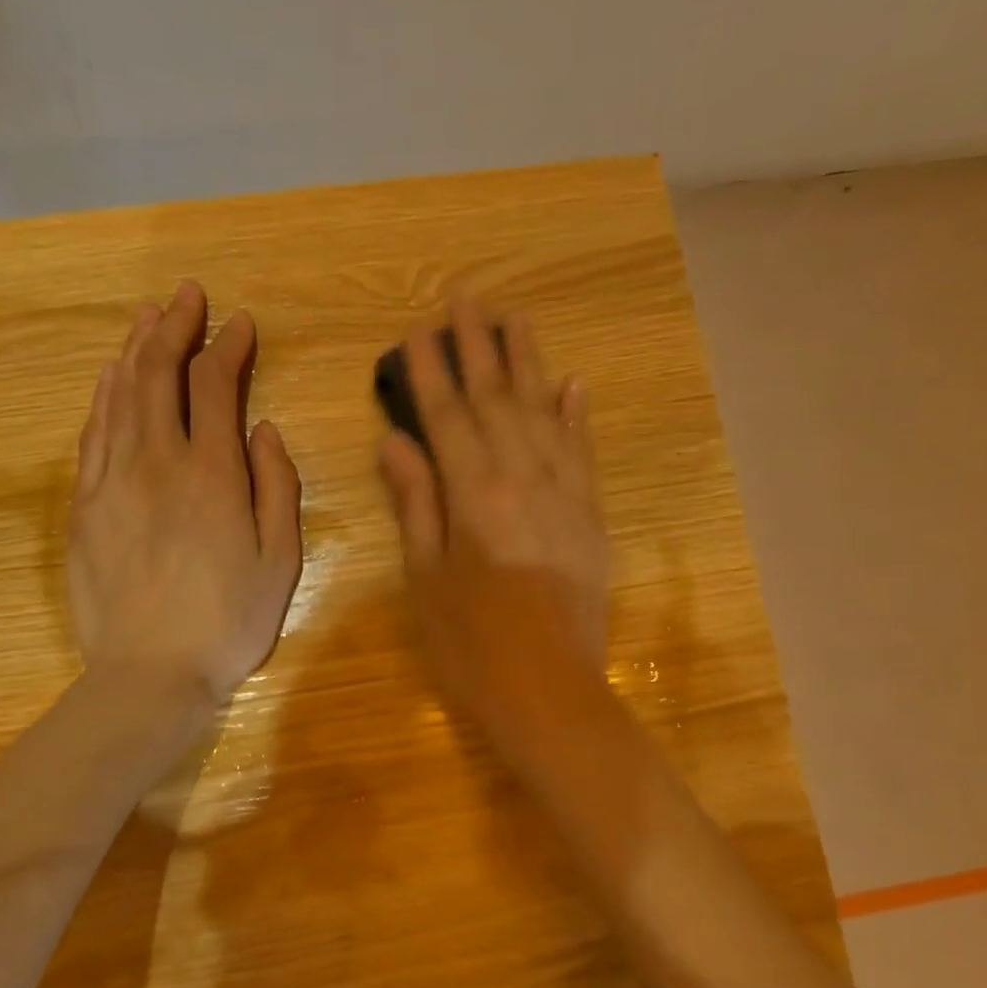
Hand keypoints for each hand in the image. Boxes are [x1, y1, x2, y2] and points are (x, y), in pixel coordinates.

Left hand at [68, 281, 302, 704]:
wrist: (148, 674)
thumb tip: (264, 429)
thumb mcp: (280, 560)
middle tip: (188, 294)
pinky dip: (104, 395)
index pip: (215, 386)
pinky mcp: (86, 505)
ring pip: (120, 394)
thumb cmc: (227, 622)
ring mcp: (113, 480)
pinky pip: (93, 433)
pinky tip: (111, 377)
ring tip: (148, 316)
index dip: (228, 346)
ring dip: (136, 349)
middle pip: (160, 374)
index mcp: (212, 474)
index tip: (240, 323)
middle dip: (176, 327)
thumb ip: (277, 487)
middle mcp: (157, 461)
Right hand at [378, 298, 608, 747]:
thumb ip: (415, 502)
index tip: (418, 328)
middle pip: (495, 399)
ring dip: (527, 361)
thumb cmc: (470, 643)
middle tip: (466, 296)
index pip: (446, 416)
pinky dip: (576, 413)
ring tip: (514, 317)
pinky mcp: (590, 514)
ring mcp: (564, 493)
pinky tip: (571, 382)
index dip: (430, 369)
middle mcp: (522, 479)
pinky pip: (582, 450)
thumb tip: (395, 441)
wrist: (550, 691)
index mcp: (473, 496)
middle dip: (477, 345)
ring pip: (542, 411)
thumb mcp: (425, 577)